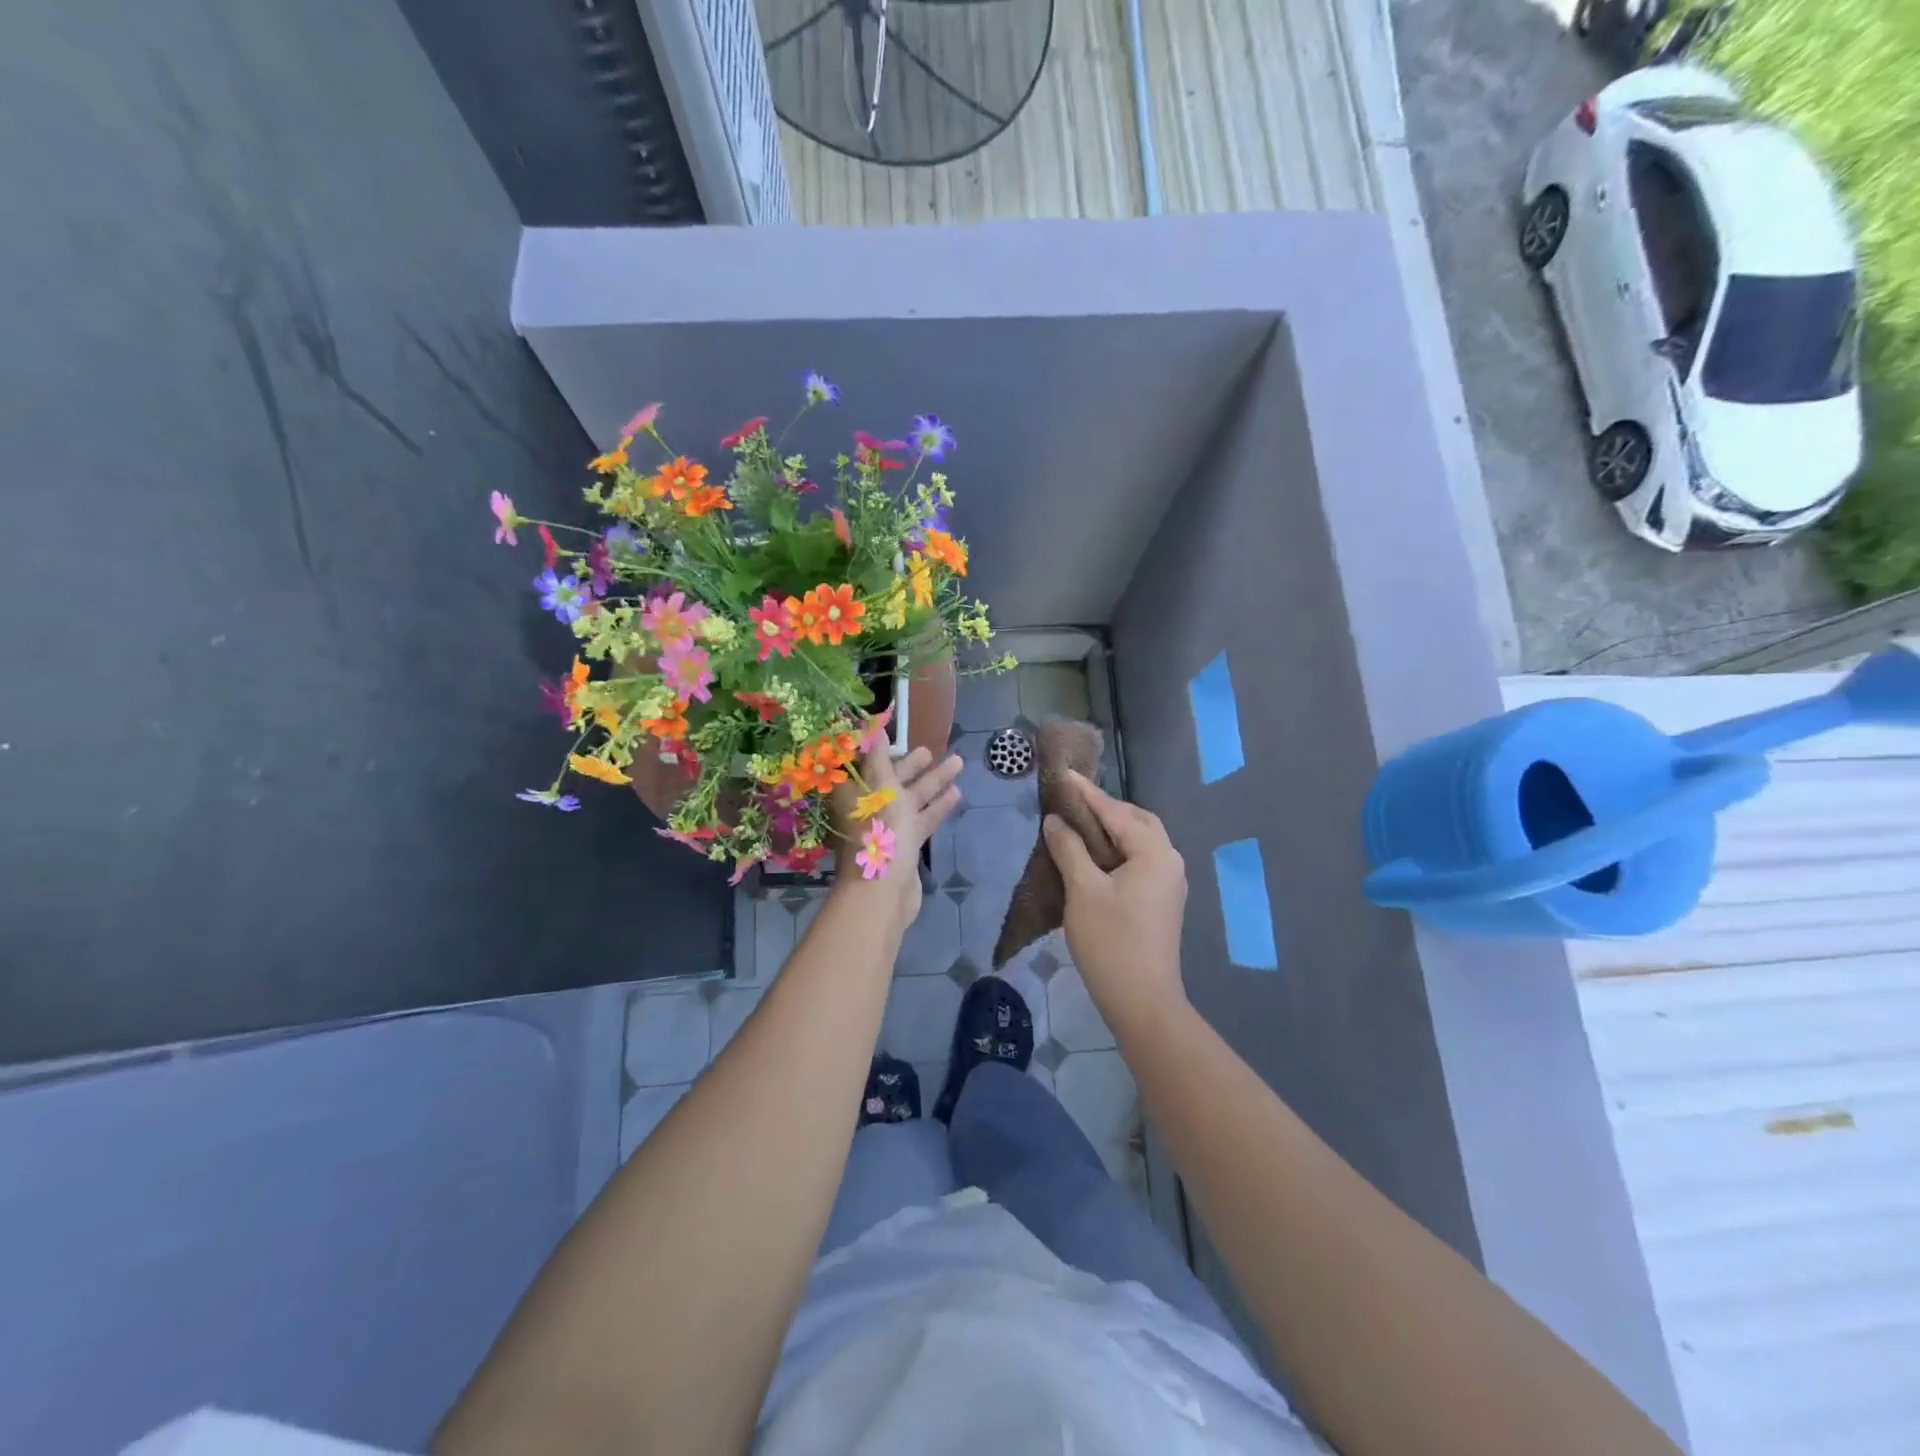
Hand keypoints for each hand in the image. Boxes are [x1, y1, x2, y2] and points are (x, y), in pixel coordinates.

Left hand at [830, 745, 962, 927]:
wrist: (885, 889)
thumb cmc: (880, 830)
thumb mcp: (879, 785)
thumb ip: (878, 756)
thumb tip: (873, 727)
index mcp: (855, 791)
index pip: (866, 763)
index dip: (880, 748)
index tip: (897, 734)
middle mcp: (869, 807)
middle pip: (892, 779)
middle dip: (912, 764)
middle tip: (931, 749)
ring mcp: (888, 827)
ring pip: (912, 798)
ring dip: (933, 782)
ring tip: (957, 763)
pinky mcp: (906, 844)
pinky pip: (923, 819)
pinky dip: (937, 806)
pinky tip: (956, 794)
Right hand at [1043, 772, 1187, 1028]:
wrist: (1142, 1001)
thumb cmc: (1110, 942)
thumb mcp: (1082, 891)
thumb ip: (1069, 849)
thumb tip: (1056, 821)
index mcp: (1154, 853)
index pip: (1116, 812)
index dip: (1087, 793)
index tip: (1064, 774)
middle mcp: (1169, 860)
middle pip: (1137, 821)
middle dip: (1105, 809)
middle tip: (1072, 802)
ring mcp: (1169, 882)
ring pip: (1140, 841)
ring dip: (1112, 830)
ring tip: (1078, 826)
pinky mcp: (1162, 901)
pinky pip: (1140, 860)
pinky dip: (1118, 850)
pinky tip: (1093, 857)